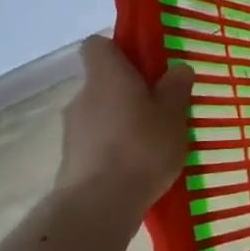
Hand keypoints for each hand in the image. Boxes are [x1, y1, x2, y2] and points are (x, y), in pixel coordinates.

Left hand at [55, 36, 194, 209]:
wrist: (99, 205)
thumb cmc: (141, 147)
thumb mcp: (174, 114)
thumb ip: (176, 87)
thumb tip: (177, 68)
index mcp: (106, 75)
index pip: (97, 45)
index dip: (119, 50)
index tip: (145, 65)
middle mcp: (83, 96)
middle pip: (104, 82)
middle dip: (130, 92)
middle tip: (162, 109)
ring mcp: (73, 130)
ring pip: (102, 114)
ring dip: (123, 122)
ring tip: (154, 144)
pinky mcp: (71, 160)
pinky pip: (98, 142)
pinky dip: (115, 148)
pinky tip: (139, 167)